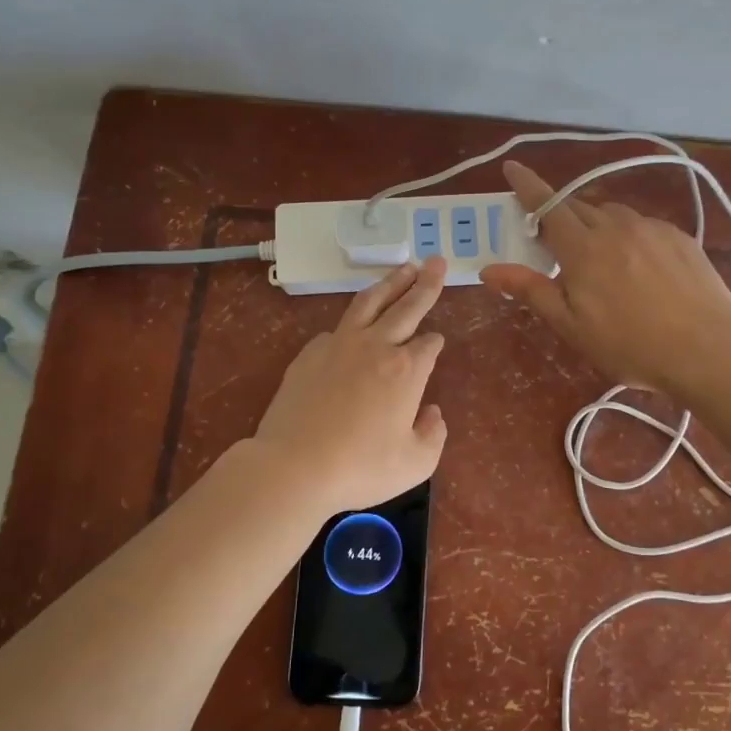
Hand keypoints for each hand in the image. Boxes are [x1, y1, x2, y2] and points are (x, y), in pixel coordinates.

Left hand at [252, 256, 449, 512]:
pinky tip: (354, 323)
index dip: (435, 343)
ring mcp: (339, 346)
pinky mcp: (309, 354)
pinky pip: (336, 329)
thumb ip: (433, 435)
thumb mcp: (415, 464)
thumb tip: (432, 412)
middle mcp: (376, 347)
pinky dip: (351, 321)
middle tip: (437, 261)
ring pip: (369, 303)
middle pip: (406, 307)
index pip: (428, 345)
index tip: (437, 342)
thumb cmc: (360, 468)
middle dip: (425, 283)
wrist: (294, 466)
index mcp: (407, 371)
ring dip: (390, 282)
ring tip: (404, 267)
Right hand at [482, 160, 730, 394]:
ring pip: (611, 214)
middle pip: (578, 207)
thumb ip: (531, 291)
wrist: (709, 348)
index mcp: (583, 248)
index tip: (511, 168)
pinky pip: (641, 225)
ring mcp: (651, 228)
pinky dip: (627, 235)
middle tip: (552, 240)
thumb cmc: (631, 344)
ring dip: (595, 225)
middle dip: (559, 215)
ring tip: (598, 257)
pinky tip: (637, 267)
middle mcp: (615, 226)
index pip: (546, 205)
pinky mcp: (678, 236)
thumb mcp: (572, 325)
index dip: (526, 185)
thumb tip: (490, 269)